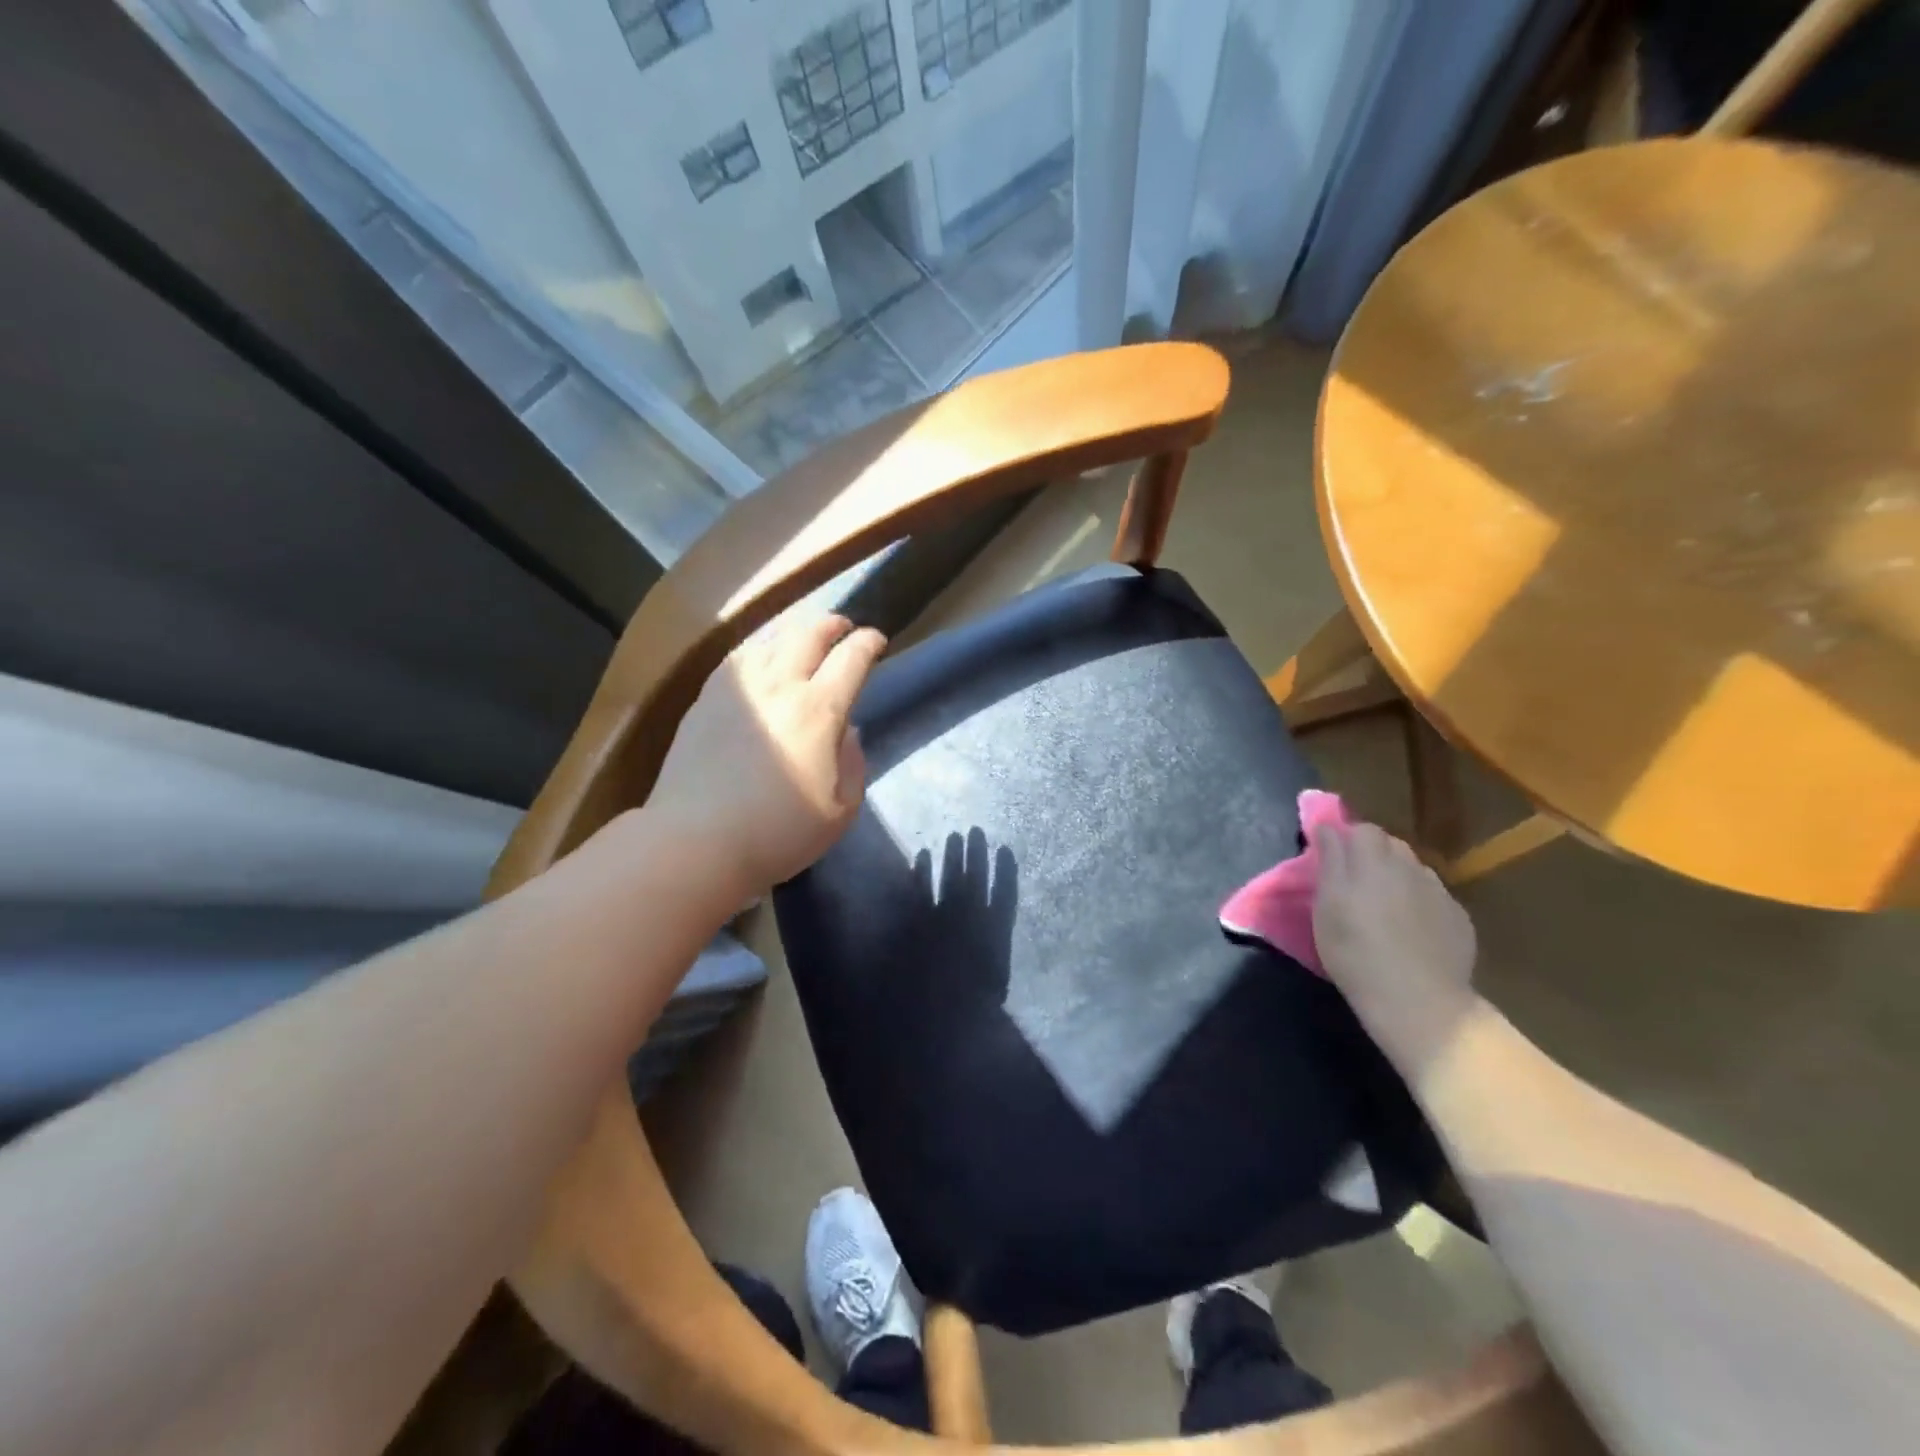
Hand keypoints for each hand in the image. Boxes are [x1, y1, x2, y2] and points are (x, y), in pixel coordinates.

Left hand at [648, 613, 885, 899]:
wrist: (695, 841)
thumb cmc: (777, 833)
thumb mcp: (840, 811)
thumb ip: (853, 764)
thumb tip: (846, 730)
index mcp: (819, 710)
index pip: (851, 658)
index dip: (868, 643)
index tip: (876, 642)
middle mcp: (780, 685)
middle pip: (810, 634)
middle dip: (833, 625)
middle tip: (844, 628)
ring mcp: (739, 688)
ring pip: (772, 640)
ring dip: (796, 634)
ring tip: (803, 642)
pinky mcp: (706, 699)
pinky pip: (739, 658)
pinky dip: (760, 650)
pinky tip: (760, 661)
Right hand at [1310, 820, 1478, 1066]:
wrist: (1419, 1002)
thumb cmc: (1356, 953)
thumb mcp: (1326, 907)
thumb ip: (1329, 861)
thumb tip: (1328, 828)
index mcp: (1372, 861)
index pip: (1361, 829)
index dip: (1346, 838)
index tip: (1331, 857)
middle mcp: (1409, 867)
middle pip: (1390, 844)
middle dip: (1372, 854)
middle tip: (1354, 883)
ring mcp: (1439, 892)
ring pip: (1413, 869)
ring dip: (1397, 877)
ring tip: (1384, 906)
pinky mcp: (1459, 918)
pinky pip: (1434, 896)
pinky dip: (1419, 902)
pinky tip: (1411, 929)